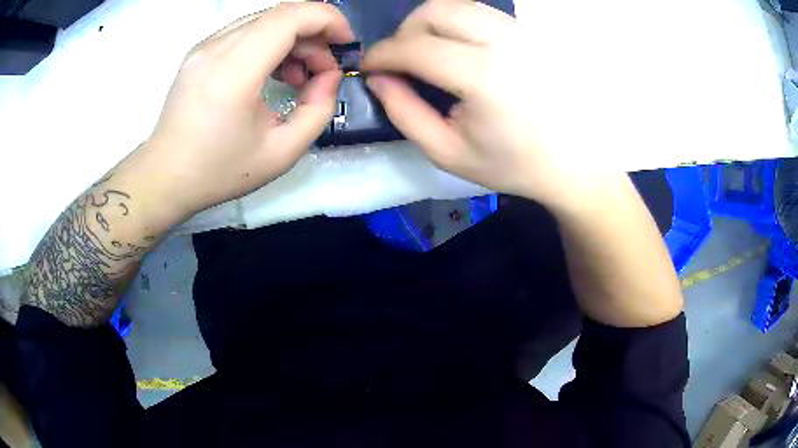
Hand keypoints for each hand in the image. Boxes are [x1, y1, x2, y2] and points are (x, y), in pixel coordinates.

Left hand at [139, 3, 353, 214]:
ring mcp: (205, 46)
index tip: (345, 45)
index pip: (291, 16)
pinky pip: (245, 31)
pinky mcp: (199, 51)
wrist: (165, 176)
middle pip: (281, 15)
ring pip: (264, 20)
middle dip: (314, 35)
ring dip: (292, 39)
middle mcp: (217, 47)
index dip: (328, 20)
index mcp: (235, 71)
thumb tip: (329, 76)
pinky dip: (269, 43)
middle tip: (322, 71)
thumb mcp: (282, 153)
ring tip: (297, 76)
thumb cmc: (218, 171)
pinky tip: (271, 72)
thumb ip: (318, 109)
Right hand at [363, 0, 614, 209]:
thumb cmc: (514, 164)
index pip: (414, 47)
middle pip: (434, 11)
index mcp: (483, 76)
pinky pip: (480, 13)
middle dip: (404, 32)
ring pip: (457, 5)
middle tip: (401, 61)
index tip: (368, 67)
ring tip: (428, 54)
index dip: (381, 54)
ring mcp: (520, 32)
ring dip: (430, 24)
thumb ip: (404, 113)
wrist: (575, 161)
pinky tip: (459, 50)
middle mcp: (503, 41)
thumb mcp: (448, 152)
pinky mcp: (530, 32)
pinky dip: (457, 24)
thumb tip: (377, 79)